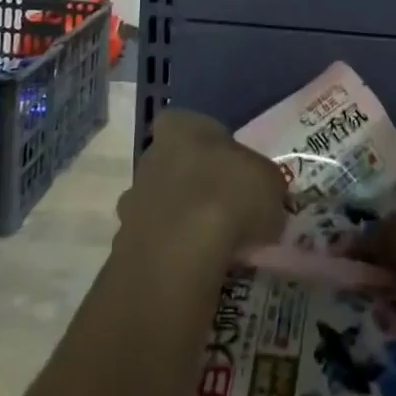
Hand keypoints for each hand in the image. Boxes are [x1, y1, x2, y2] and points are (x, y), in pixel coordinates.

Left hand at [115, 108, 286, 265]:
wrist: (181, 252)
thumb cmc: (229, 194)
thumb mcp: (269, 182)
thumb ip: (265, 185)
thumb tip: (267, 200)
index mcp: (180, 126)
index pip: (191, 126)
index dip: (213, 149)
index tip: (232, 172)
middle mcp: (150, 156)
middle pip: (174, 166)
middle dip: (194, 185)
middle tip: (225, 210)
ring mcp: (134, 200)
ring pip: (161, 205)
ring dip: (180, 221)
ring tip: (212, 246)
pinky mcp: (125, 243)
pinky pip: (155, 244)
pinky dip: (171, 254)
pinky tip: (195, 269)